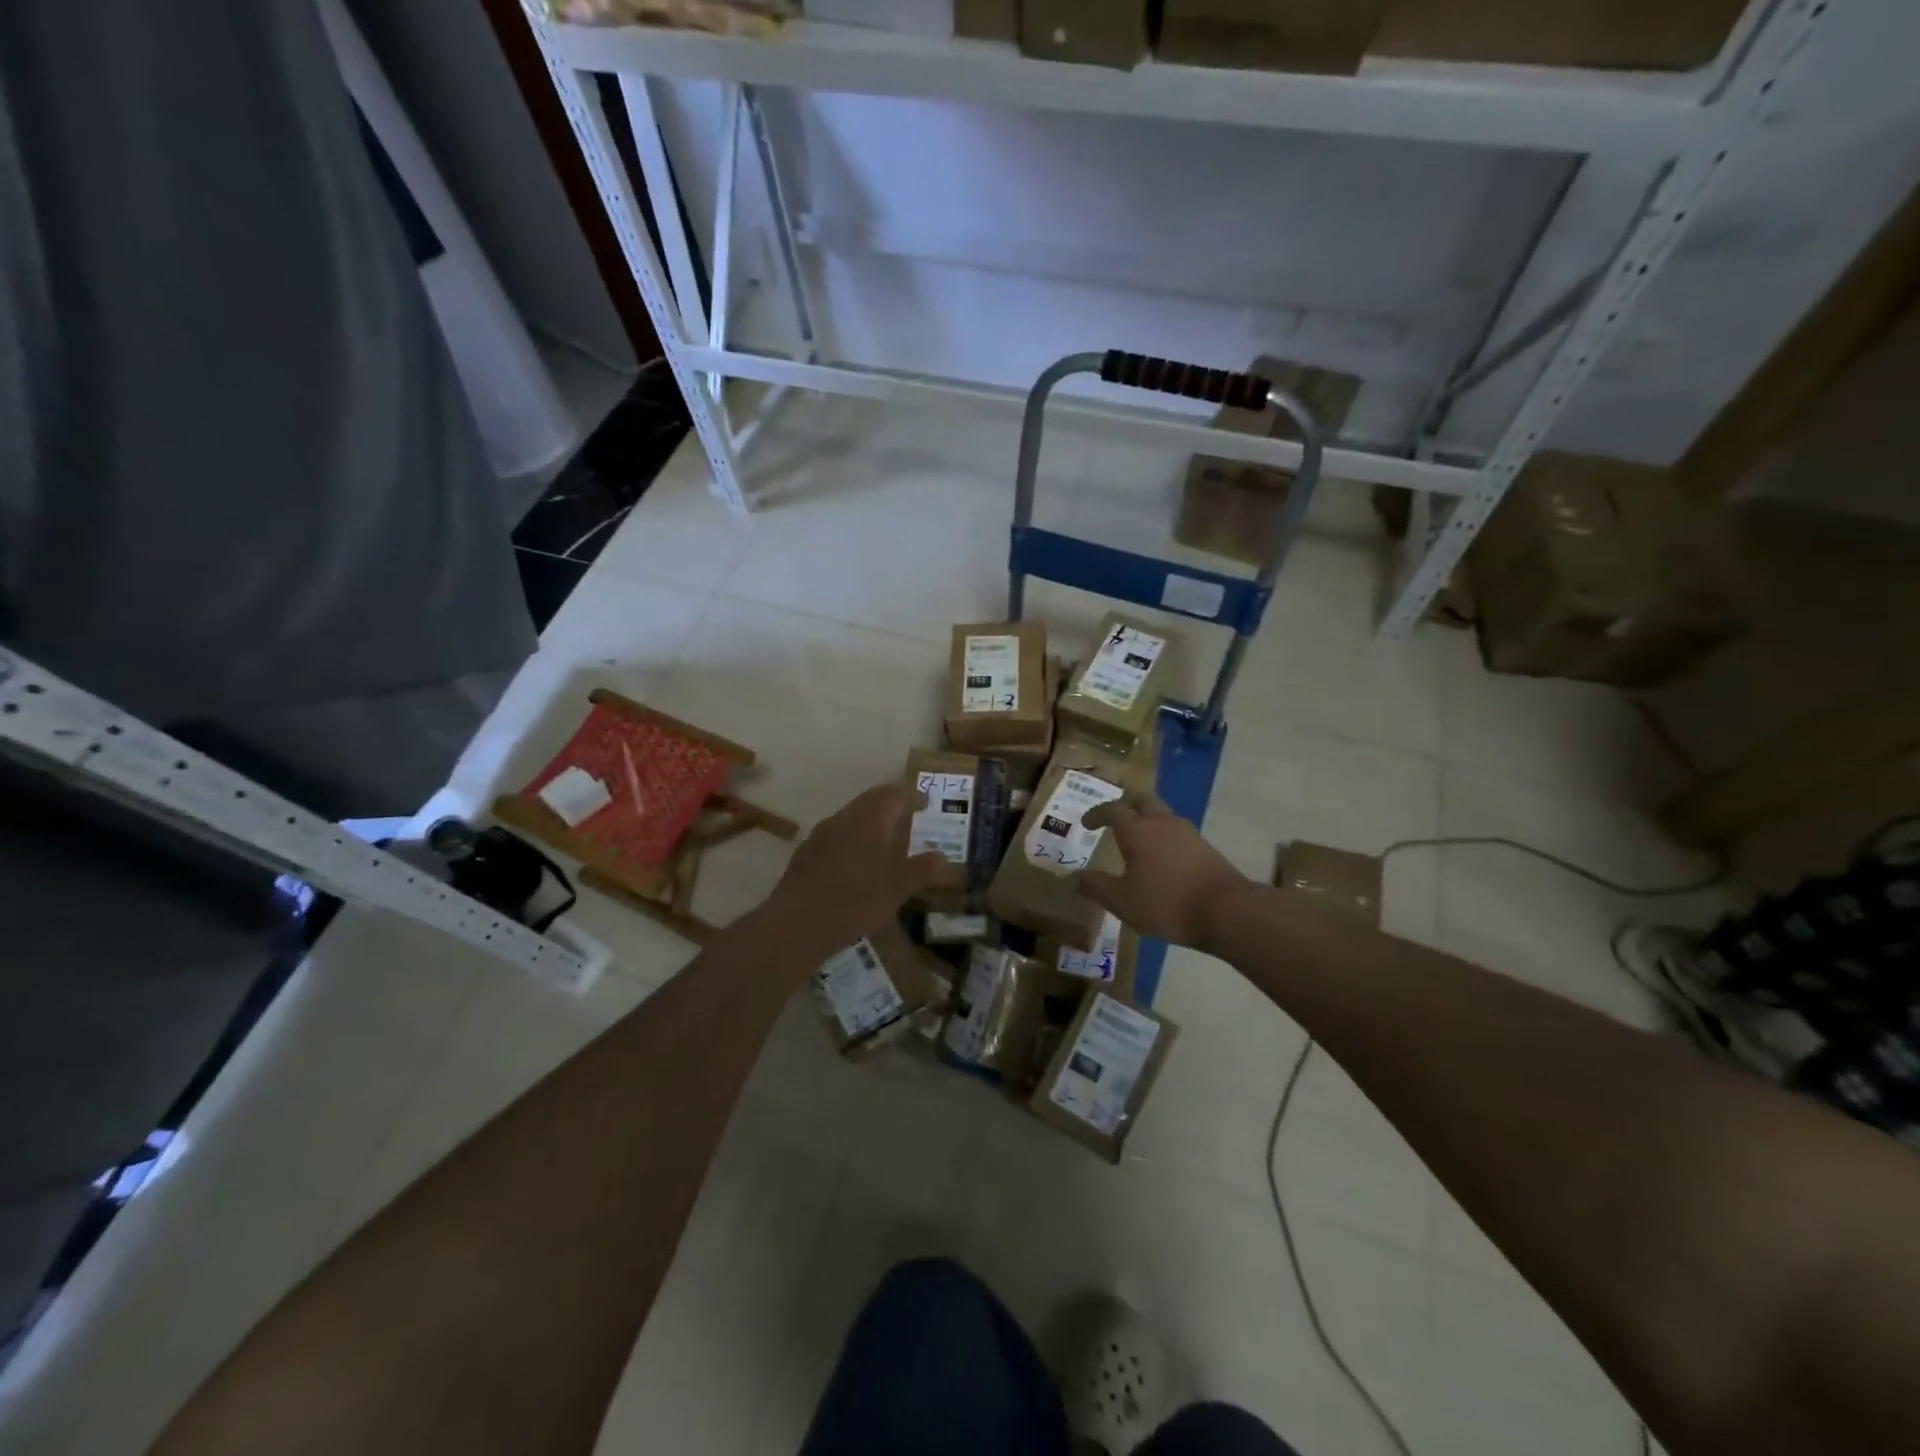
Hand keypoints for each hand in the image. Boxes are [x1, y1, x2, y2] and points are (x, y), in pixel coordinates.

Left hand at [762, 783, 944, 958]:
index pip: (894, 794)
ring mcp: (821, 834)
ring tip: (885, 841)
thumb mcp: (898, 888)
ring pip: (851, 817)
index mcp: (870, 818)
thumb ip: (922, 869)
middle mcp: (844, 818)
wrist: (797, 922)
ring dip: (870, 822)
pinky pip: (836, 836)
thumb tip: (943, 857)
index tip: (925, 803)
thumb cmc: (856, 899)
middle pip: (870, 800)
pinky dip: (852, 840)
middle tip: (907, 815)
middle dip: (890, 804)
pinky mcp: (805, 853)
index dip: (912, 796)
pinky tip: (855, 864)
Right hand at [1076, 793, 1247, 950]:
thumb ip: (1096, 887)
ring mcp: (1188, 833)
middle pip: (1142, 801)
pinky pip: (1178, 833)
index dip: (1097, 814)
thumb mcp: (1122, 901)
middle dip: (1125, 806)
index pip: (1113, 810)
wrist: (1227, 911)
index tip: (1086, 823)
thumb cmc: (1167, 903)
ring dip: (1147, 821)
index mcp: (1137, 830)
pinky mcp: (1206, 848)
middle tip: (1114, 820)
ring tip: (1138, 841)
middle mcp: (1162, 823)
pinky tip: (1162, 859)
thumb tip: (1075, 878)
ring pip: (1162, 815)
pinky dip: (1164, 838)